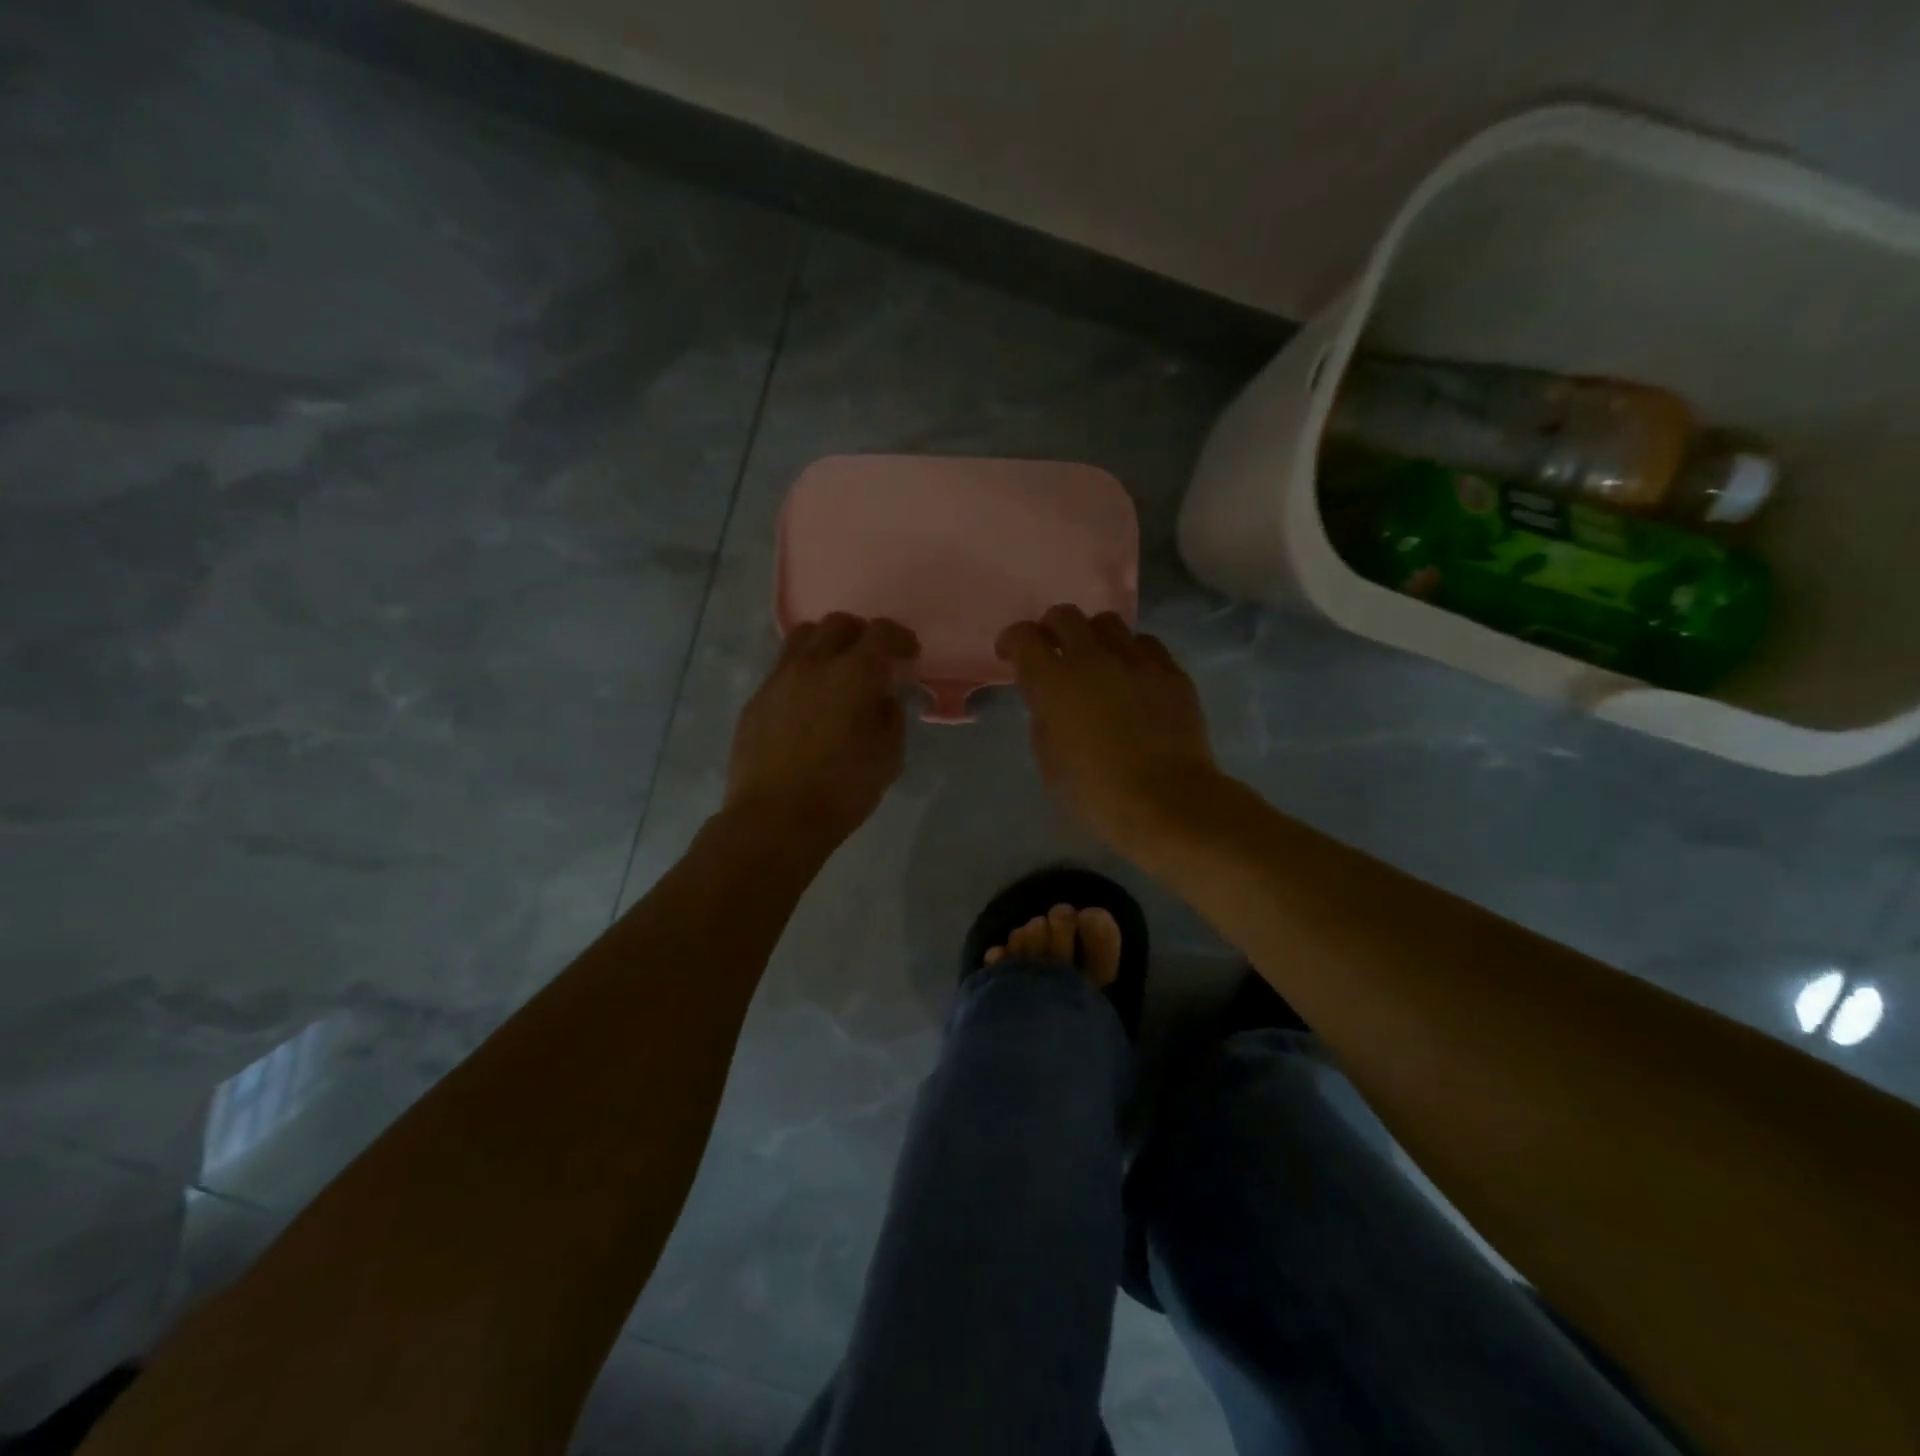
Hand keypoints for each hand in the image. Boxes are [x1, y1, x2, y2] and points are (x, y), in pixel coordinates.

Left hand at [726, 614, 919, 849]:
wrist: (774, 819)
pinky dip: (803, 671)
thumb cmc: (842, 791)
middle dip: (861, 634)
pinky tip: (808, 702)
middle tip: (873, 658)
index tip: (908, 653)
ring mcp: (779, 679)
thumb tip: (883, 698)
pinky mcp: (756, 699)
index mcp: (854, 674)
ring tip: (836, 669)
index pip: (881, 632)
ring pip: (803, 637)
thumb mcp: (888, 757)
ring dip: (827, 644)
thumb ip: (891, 717)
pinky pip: (783, 668)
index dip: (900, 638)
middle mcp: (813, 664)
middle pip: (838, 623)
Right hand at [996, 605, 1219, 854]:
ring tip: (1096, 660)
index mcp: (1054, 682)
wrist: (1168, 802)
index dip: (1012, 641)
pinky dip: (1131, 653)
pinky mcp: (1172, 672)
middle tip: (1052, 651)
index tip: (1009, 655)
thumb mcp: (1050, 763)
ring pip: (1109, 623)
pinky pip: (1146, 645)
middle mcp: (1094, 659)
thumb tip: (1049, 703)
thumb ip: (1044, 720)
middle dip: (1051, 628)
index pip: (1024, 637)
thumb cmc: (1097, 793)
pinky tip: (1132, 676)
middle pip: (1065, 616)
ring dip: (1093, 636)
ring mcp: (1137, 661)